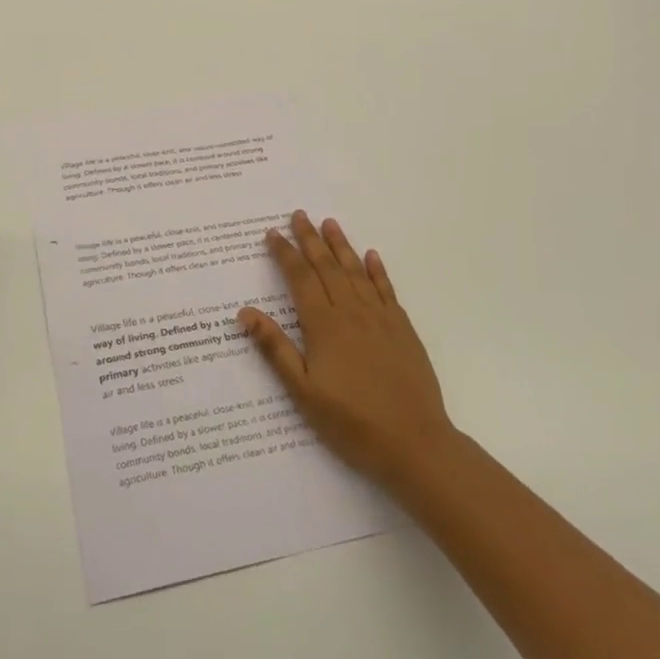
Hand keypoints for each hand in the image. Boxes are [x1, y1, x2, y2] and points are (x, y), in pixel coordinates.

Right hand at [239, 212, 455, 494]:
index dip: (285, 254)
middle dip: (310, 239)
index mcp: (324, 326)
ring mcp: (380, 319)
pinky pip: (387, 290)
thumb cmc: (351, 422)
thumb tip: (245, 312)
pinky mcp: (403, 330)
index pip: (300, 278)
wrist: (415, 444)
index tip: (272, 233)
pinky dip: (378, 270)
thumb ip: (275, 348)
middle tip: (299, 214)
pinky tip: (372, 256)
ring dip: (341, 245)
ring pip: (356, 272)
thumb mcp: (303, 392)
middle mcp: (352, 312)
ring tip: (329, 223)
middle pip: (327, 267)